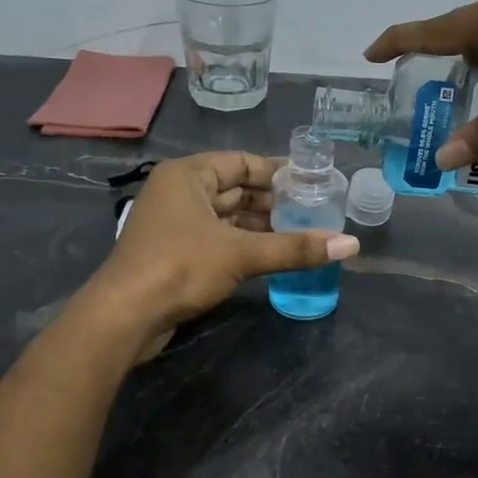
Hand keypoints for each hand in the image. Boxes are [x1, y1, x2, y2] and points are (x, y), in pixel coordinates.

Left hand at [85, 152, 359, 359]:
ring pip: (227, 217)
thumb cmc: (180, 267)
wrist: (126, 316)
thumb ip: (296, 248)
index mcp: (188, 175)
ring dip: (261, 226)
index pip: (241, 162)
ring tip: (302, 233)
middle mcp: (179, 193)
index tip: (313, 181)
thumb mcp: (242, 254)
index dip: (278, 171)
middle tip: (315, 210)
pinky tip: (273, 255)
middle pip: (235, 190)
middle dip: (273, 201)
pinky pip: (218, 239)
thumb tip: (351, 245)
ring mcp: (174, 224)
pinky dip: (244, 245)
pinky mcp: (175, 254)